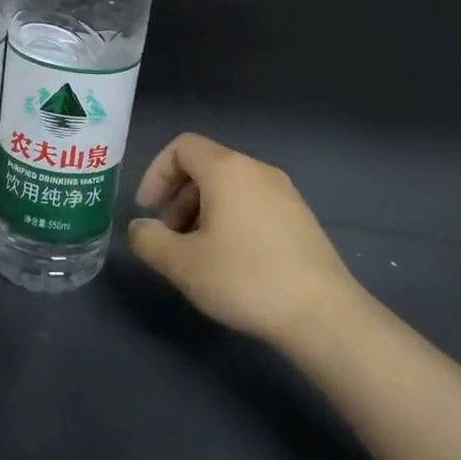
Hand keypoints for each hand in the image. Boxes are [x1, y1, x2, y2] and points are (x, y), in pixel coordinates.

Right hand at [127, 134, 364, 349]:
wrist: (321, 312)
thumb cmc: (244, 279)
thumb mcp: (182, 264)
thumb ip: (149, 240)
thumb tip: (140, 227)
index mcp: (227, 171)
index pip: (182, 147)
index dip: (156, 174)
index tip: (147, 211)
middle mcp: (258, 171)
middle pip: (205, 166)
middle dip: (177, 196)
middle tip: (169, 237)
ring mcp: (284, 193)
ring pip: (229, 187)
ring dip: (201, 210)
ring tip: (197, 253)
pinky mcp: (300, 217)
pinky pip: (252, 203)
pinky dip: (229, 219)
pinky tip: (230, 261)